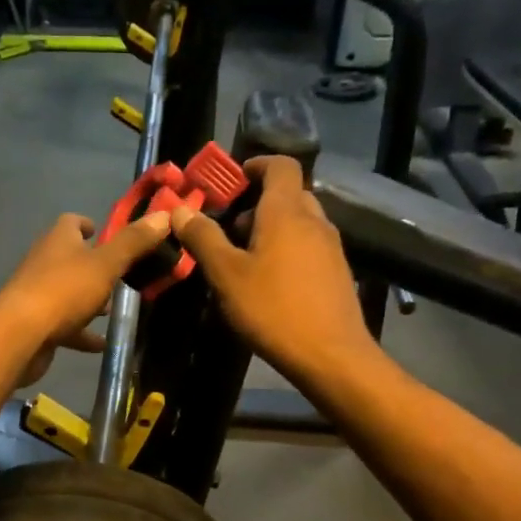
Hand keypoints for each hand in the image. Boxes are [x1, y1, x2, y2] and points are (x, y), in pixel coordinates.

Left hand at [0, 210, 171, 383]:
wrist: (20, 336)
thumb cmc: (63, 291)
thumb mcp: (105, 264)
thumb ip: (134, 242)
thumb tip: (164, 215)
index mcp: (58, 240)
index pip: (71, 222)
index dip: (87, 224)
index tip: (102, 231)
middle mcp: (45, 263)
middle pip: (70, 258)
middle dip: (93, 265)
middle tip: (121, 274)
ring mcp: (38, 295)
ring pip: (68, 292)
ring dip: (89, 299)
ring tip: (114, 309)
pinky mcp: (37, 325)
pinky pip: (65, 325)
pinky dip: (83, 332)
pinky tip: (102, 344)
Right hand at [168, 156, 374, 381]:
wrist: (330, 354)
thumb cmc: (273, 309)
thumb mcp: (226, 275)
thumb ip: (203, 238)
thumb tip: (181, 210)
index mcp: (286, 211)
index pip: (280, 165)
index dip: (256, 165)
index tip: (233, 181)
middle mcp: (314, 220)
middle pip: (288, 194)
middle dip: (258, 204)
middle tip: (230, 230)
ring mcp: (331, 247)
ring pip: (300, 222)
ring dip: (273, 229)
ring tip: (246, 260)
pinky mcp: (338, 272)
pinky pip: (309, 246)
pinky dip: (288, 250)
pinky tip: (271, 283)